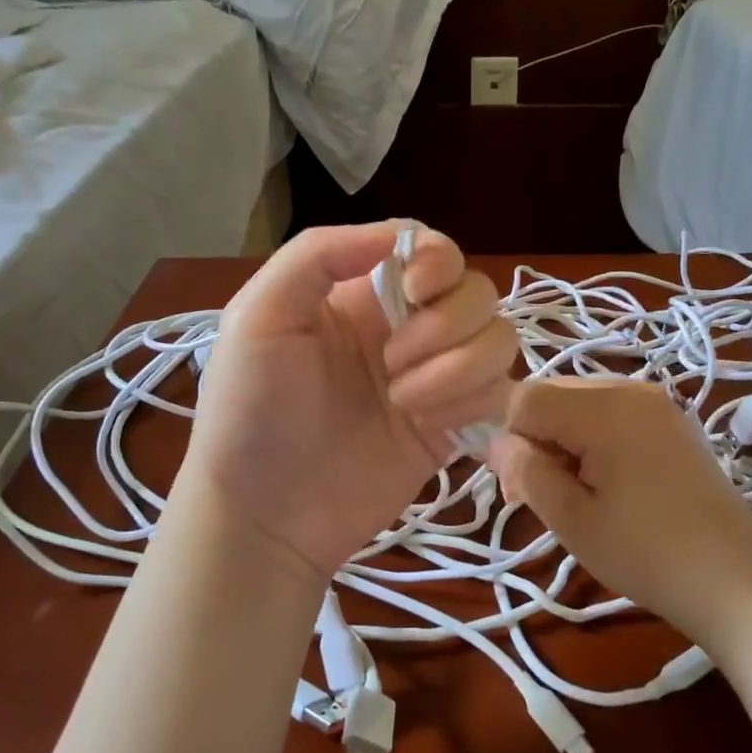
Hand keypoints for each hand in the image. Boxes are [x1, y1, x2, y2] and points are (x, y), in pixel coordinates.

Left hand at [181, 222, 516, 578]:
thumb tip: (398, 237)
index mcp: (362, 293)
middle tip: (391, 364)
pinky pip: (501, 393)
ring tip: (404, 402)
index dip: (439, 261)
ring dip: (459, 368)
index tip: (415, 292)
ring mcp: (435, 379)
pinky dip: (474, 403)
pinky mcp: (454, 427)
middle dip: (444, 325)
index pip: (432, 250)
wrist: (265, 515)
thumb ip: (318, 255)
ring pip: (498, 340)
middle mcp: (407, 328)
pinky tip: (428, 425)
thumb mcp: (258, 316)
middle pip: (476, 292)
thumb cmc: (249, 412)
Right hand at [488, 377, 751, 653]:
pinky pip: (609, 413)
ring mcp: (655, 402)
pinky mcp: (670, 421)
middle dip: (534, 438)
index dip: (509, 439)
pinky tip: (604, 482)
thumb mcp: (572, 519)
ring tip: (573, 494)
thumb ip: (526, 471)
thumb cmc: (646, 553)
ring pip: (578, 403)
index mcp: (604, 408)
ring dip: (561, 440)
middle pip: (552, 394)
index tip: (517, 489)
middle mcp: (629, 389)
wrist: (736, 578)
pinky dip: (591, 439)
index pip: (526, 398)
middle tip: (538, 496)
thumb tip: (497, 442)